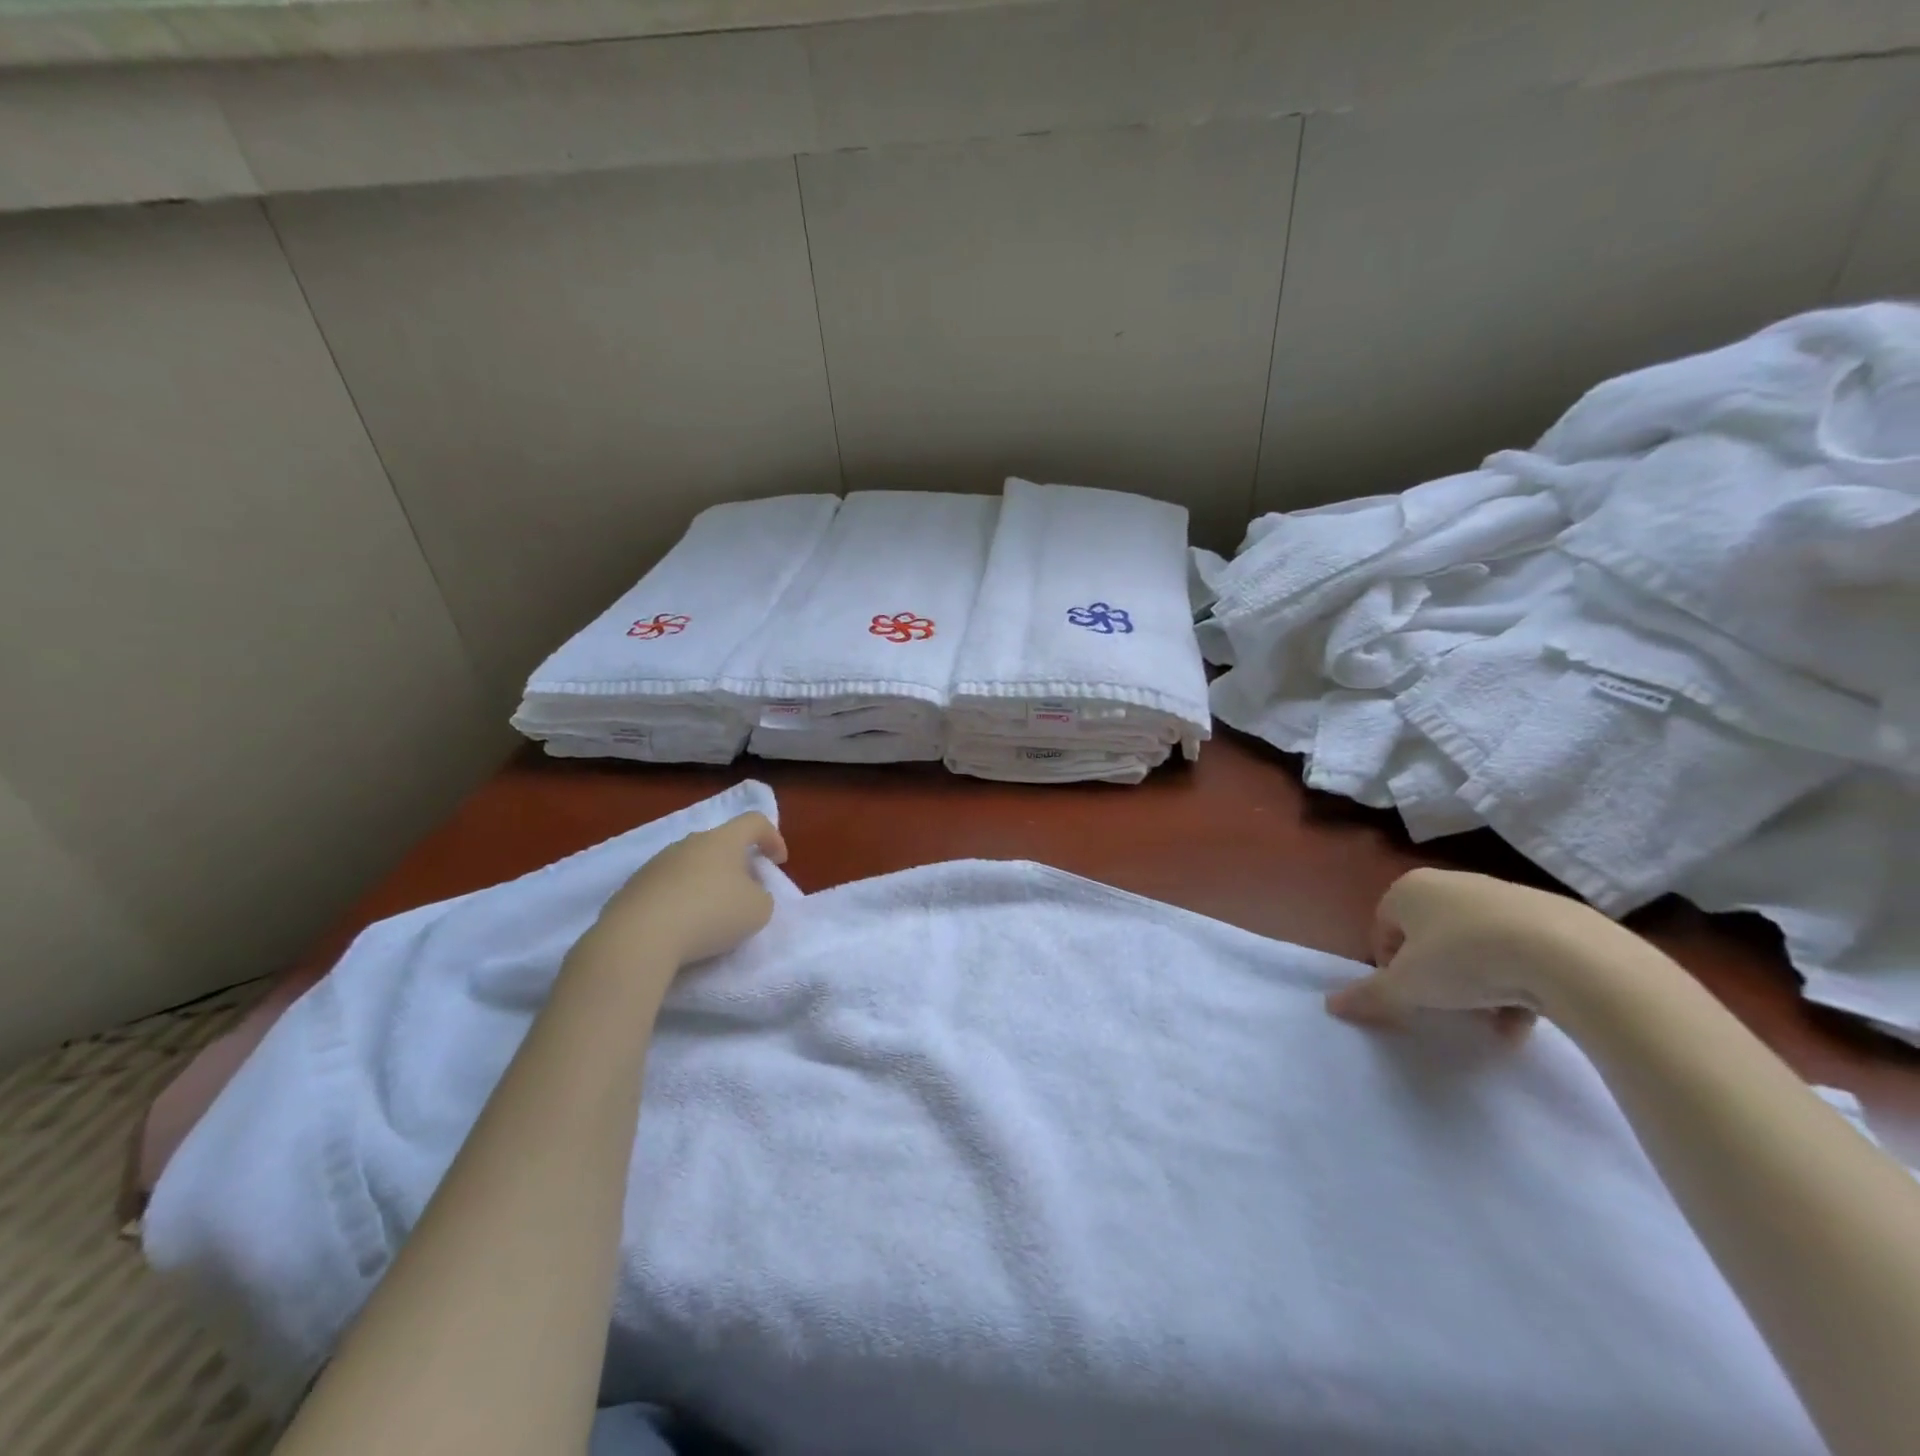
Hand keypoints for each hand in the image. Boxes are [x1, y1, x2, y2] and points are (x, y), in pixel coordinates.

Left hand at [595, 812, 787, 966]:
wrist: (638, 937)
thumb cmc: (710, 914)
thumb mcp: (758, 910)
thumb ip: (761, 896)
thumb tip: (746, 894)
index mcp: (723, 840)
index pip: (754, 822)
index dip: (772, 837)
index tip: (779, 862)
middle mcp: (689, 843)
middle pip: (721, 844)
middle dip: (738, 864)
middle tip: (746, 892)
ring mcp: (657, 863)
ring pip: (692, 865)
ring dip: (707, 883)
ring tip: (712, 915)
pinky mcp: (633, 887)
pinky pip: (668, 887)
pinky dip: (681, 900)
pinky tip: (682, 927)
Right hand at [1325, 867, 1626, 1037]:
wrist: (1567, 953)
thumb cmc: (1464, 959)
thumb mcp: (1408, 986)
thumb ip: (1369, 996)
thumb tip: (1331, 1005)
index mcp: (1408, 889)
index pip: (1383, 927)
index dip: (1390, 966)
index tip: (1408, 995)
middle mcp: (1450, 883)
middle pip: (1429, 937)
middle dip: (1436, 976)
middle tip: (1447, 1007)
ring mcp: (1500, 895)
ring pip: (1474, 946)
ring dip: (1476, 985)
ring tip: (1491, 1021)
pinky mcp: (1547, 914)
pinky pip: (1517, 950)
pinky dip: (1515, 982)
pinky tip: (1525, 1017)